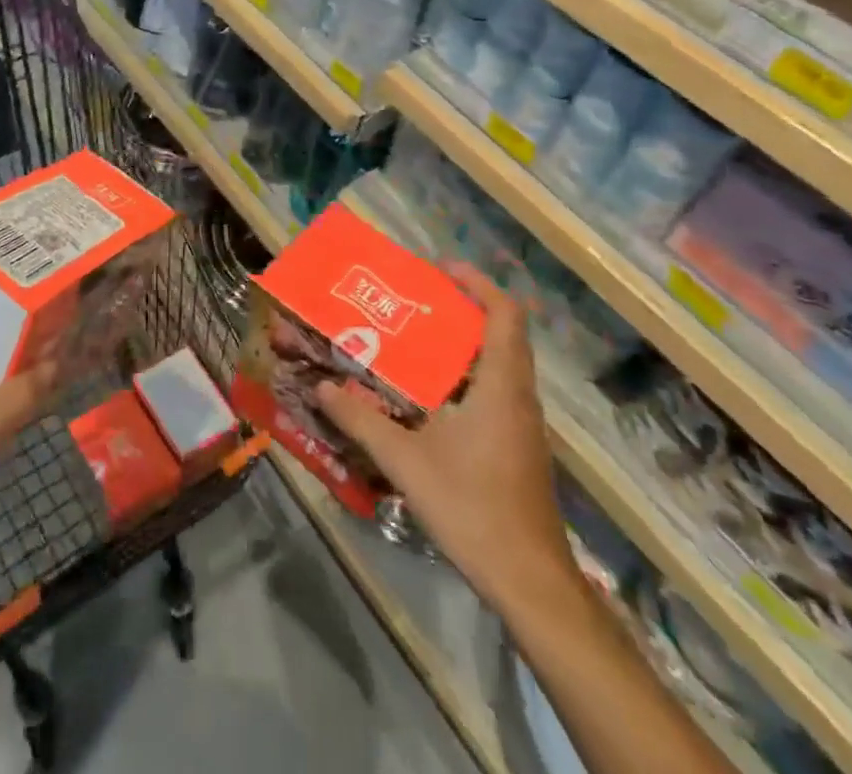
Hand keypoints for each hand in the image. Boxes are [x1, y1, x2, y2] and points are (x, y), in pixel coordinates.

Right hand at [315, 261, 574, 609]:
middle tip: (413, 305)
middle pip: (500, 336)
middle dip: (460, 312)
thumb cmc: (473, 507)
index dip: (477, 284)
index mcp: (501, 386)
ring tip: (412, 345)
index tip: (440, 270)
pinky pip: (494, 396)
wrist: (530, 582)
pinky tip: (428, 403)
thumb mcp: (406, 461)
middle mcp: (518, 397)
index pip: (505, 315)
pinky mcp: (518, 450)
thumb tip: (321, 388)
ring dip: (461, 349)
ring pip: (497, 368)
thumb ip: (362, 420)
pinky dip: (465, 382)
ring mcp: (523, 427)